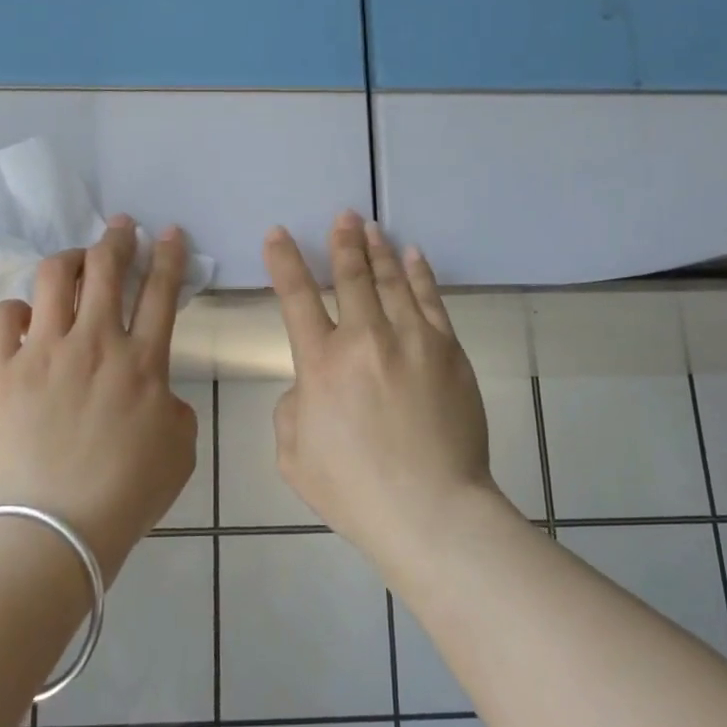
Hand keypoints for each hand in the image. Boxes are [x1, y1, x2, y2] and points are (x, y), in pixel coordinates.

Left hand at [0, 216, 198, 582]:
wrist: (59, 527)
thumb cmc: (129, 492)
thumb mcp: (180, 447)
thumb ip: (174, 405)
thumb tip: (155, 390)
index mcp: (143, 361)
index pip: (161, 291)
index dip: (169, 255)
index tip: (170, 233)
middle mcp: (96, 342)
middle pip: (107, 268)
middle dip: (118, 238)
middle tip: (121, 227)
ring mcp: (45, 352)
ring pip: (54, 277)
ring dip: (69, 259)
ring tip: (74, 261)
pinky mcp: (4, 371)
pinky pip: (2, 316)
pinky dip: (15, 309)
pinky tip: (25, 318)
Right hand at [264, 212, 496, 546]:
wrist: (431, 509)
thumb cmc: (355, 490)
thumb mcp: (293, 456)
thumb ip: (293, 408)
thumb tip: (310, 384)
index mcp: (321, 365)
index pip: (296, 298)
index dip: (285, 262)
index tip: (278, 234)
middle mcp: (365, 339)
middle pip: (351, 277)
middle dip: (342, 243)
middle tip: (342, 217)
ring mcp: (412, 340)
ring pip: (392, 280)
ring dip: (378, 250)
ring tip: (371, 227)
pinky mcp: (448, 351)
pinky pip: (431, 300)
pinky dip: (420, 274)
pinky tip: (413, 256)